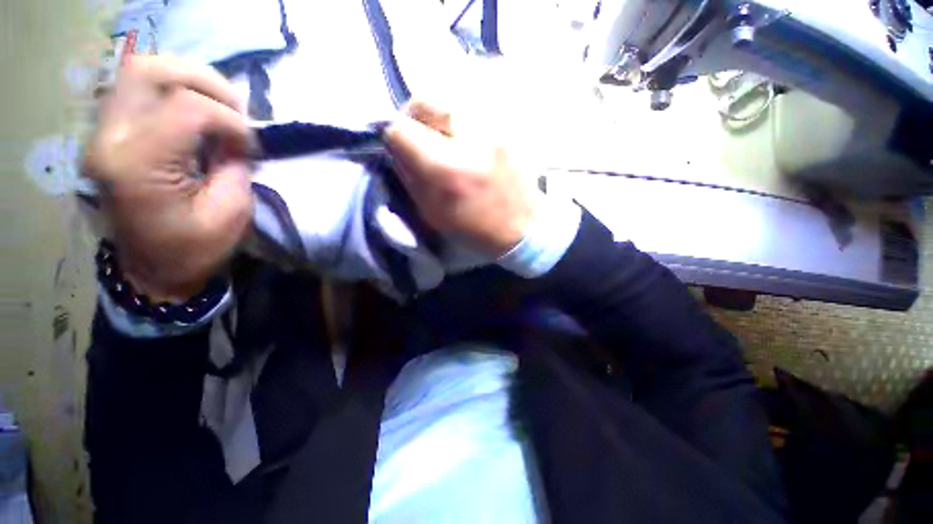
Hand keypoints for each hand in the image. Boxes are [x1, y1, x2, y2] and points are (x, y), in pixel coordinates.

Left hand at [83, 55, 253, 301]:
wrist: (151, 270)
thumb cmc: (194, 249)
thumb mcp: (230, 212)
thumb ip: (234, 165)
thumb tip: (236, 136)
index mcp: (138, 166)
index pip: (186, 109)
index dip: (229, 120)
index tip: (249, 144)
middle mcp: (109, 139)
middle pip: (147, 70)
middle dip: (203, 80)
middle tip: (234, 106)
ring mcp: (102, 134)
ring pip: (138, 72)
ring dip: (186, 80)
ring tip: (217, 105)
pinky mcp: (108, 135)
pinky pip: (136, 90)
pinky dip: (172, 90)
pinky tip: (195, 111)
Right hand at [383, 100, 536, 255]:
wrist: (523, 228)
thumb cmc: (475, 229)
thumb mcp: (432, 212)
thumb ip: (410, 176)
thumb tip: (397, 148)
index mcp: (446, 169)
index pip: (401, 129)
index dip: (393, 138)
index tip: (400, 149)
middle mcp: (470, 139)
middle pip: (425, 100)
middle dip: (415, 119)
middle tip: (421, 139)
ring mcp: (495, 128)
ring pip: (450, 100)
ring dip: (439, 118)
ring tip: (446, 140)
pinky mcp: (509, 127)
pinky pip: (475, 109)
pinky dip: (462, 121)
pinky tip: (468, 141)